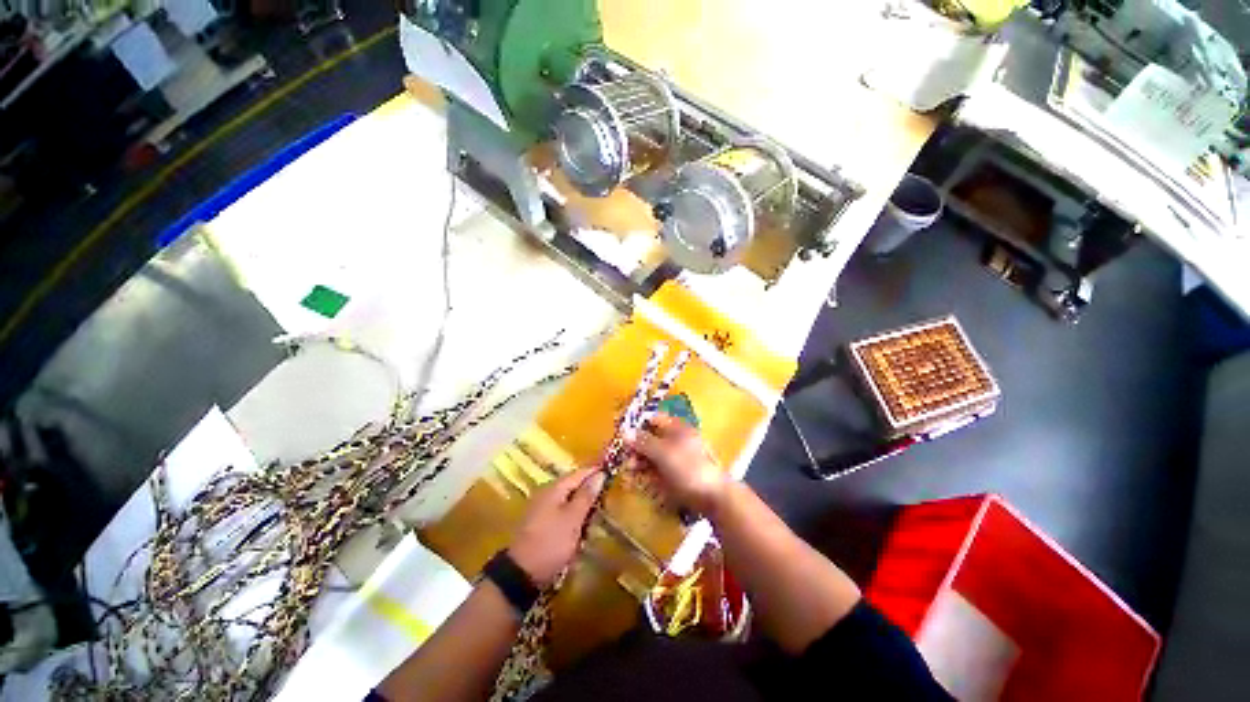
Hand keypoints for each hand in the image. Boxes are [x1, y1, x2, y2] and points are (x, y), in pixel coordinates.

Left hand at [508, 467, 605, 586]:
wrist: (525, 569)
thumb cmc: (551, 542)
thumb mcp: (572, 519)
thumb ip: (585, 497)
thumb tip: (599, 474)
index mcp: (552, 490)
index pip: (578, 473)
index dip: (596, 472)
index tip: (616, 472)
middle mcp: (545, 495)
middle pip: (572, 486)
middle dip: (591, 488)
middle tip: (614, 491)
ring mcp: (542, 510)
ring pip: (568, 500)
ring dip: (584, 503)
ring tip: (605, 507)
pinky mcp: (543, 525)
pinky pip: (563, 513)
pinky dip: (576, 516)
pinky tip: (587, 523)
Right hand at [627, 413, 728, 515]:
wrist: (711, 498)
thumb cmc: (690, 470)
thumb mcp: (665, 453)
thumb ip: (644, 442)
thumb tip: (625, 432)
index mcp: (679, 431)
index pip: (655, 420)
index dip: (637, 424)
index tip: (620, 432)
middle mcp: (677, 444)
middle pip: (651, 441)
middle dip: (635, 449)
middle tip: (624, 459)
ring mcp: (675, 463)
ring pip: (651, 459)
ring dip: (637, 464)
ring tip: (627, 474)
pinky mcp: (673, 479)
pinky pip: (655, 475)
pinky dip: (644, 477)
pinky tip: (634, 482)